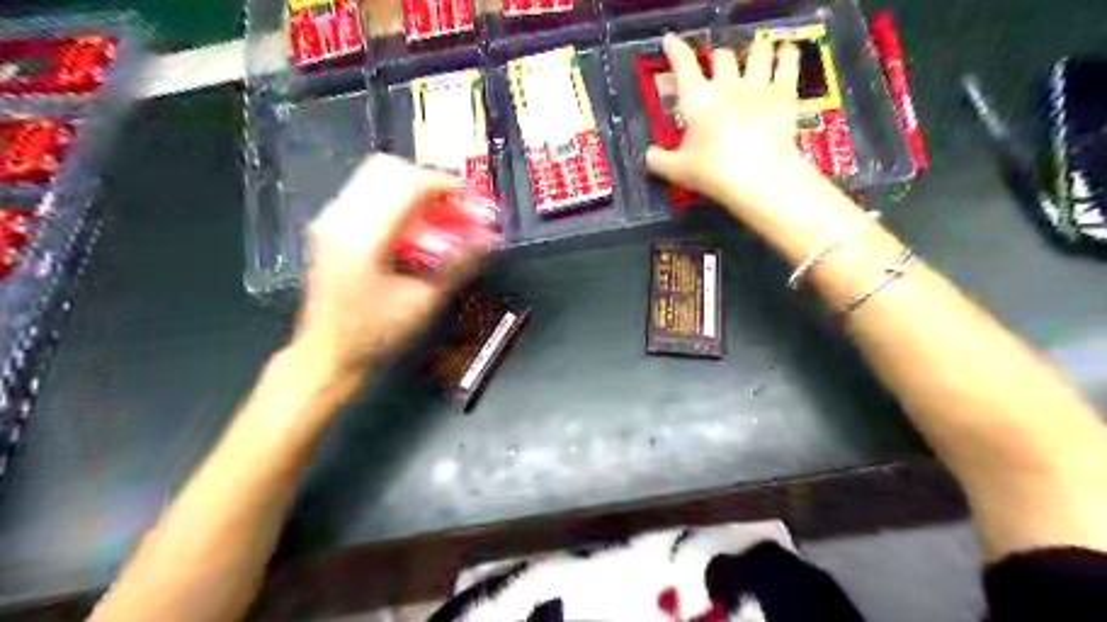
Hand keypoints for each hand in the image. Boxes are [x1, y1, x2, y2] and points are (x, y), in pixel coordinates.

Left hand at [290, 155, 485, 378]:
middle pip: (389, 169)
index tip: (473, 201)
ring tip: (439, 217)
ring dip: (413, 190)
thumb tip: (489, 238)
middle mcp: (341, 219)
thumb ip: (457, 264)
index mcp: (363, 238)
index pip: (408, 184)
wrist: (328, 355)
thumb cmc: (375, 335)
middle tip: (456, 208)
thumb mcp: (424, 303)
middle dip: (430, 183)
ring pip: (376, 176)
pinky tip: (414, 227)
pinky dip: (396, 200)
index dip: (447, 185)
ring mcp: (330, 220)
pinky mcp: (330, 227)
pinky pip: (367, 193)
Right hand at [651, 30, 809, 221]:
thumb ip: (659, 161)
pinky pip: (788, 61)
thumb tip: (648, 155)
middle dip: (716, 58)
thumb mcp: (678, 171)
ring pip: (757, 51)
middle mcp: (727, 84)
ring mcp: (758, 85)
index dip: (675, 49)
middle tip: (716, 67)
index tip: (670, 40)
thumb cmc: (713, 173)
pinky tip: (784, 54)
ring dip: (753, 51)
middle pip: (722, 55)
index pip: (682, 63)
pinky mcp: (785, 93)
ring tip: (753, 57)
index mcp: (697, 99)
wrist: (760, 178)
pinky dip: (786, 54)